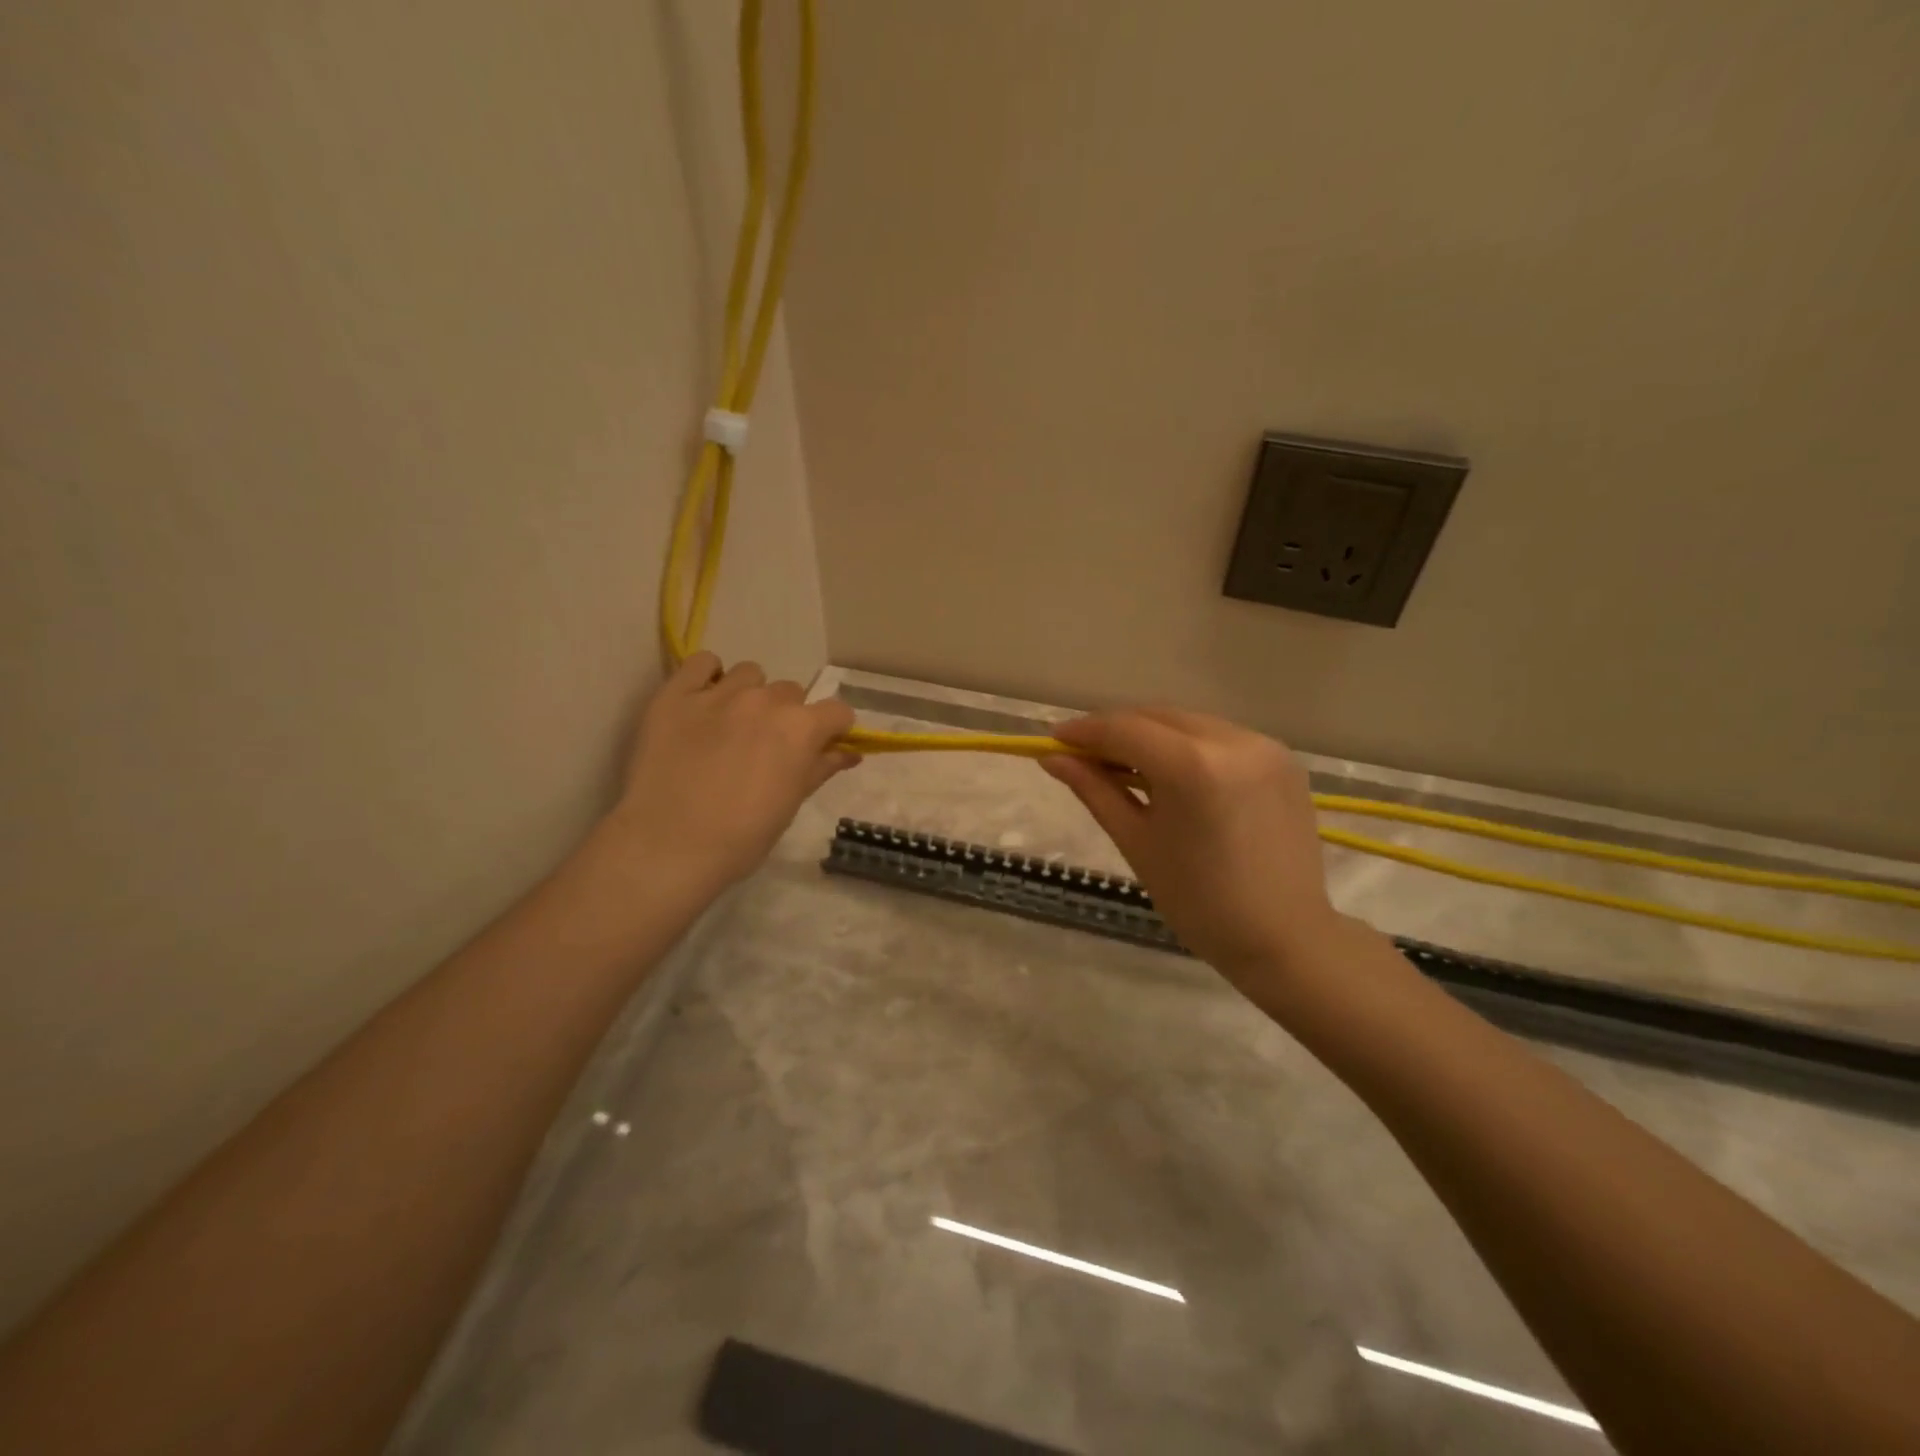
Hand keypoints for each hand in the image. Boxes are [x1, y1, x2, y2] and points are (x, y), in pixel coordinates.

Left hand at [605, 652, 856, 888]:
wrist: (668, 846)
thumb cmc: (741, 837)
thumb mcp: (791, 804)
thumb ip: (820, 768)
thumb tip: (848, 753)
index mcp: (801, 729)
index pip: (837, 711)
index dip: (832, 730)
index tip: (820, 748)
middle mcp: (765, 700)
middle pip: (792, 692)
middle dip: (787, 716)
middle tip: (767, 748)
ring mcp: (719, 693)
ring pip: (750, 675)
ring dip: (751, 694)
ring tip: (732, 725)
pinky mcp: (676, 694)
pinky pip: (702, 663)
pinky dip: (708, 676)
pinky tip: (703, 702)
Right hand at [1041, 708, 1341, 990]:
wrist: (1282, 937)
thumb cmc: (1198, 900)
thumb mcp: (1136, 841)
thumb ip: (1094, 789)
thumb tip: (1052, 759)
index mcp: (1193, 766)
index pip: (1125, 729)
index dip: (1084, 731)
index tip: (1054, 742)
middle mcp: (1232, 741)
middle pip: (1157, 717)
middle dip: (1116, 730)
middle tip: (1083, 755)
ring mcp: (1264, 746)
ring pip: (1189, 723)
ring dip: (1152, 736)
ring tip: (1125, 766)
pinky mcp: (1282, 758)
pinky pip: (1220, 737)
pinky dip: (1188, 746)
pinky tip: (1173, 775)